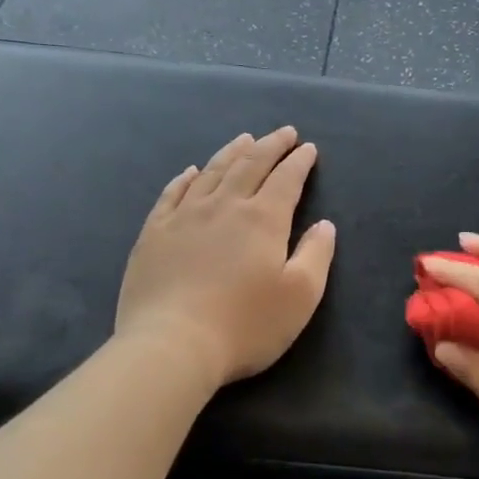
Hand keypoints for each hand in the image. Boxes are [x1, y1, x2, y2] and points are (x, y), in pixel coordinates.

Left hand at [115, 128, 335, 386]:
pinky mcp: (154, 234)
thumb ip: (317, 255)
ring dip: (231, 153)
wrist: (172, 346)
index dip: (299, 162)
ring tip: (244, 140)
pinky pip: (172, 194)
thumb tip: (324, 225)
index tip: (308, 148)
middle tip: (284, 133)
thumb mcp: (301, 296)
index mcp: (263, 219)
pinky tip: (192, 171)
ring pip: (211, 172)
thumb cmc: (245, 325)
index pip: (286, 179)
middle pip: (249, 166)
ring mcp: (183, 217)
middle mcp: (223, 207)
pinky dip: (186, 178)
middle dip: (270, 146)